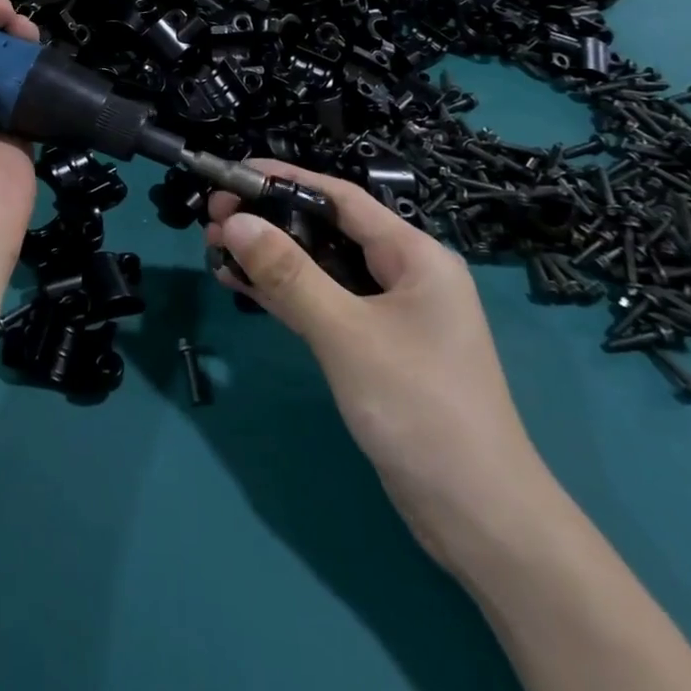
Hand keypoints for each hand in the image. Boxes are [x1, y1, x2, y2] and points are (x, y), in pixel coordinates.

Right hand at [206, 160, 547, 562]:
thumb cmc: (419, 407)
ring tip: (214, 246)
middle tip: (213, 217)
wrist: (477, 517)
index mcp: (414, 255)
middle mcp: (403, 275)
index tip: (235, 173)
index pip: (342, 198)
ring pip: (319, 270)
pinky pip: (321, 306)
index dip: (287, 179)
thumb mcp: (346, 333)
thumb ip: (289, 274)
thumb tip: (235, 221)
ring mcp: (387, 315)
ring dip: (270, 257)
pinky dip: (283, 294)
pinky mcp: (371, 349)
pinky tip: (240, 284)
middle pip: (327, 231)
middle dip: (271, 221)